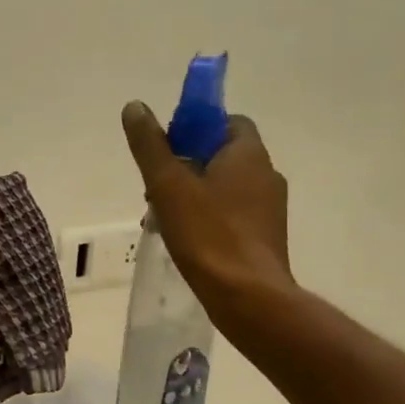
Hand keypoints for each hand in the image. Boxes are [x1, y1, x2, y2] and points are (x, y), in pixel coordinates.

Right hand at [122, 102, 295, 318]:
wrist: (247, 297)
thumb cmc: (208, 234)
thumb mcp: (168, 185)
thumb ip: (151, 145)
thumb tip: (135, 106)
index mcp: (249, 154)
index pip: (227, 121)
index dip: (195, 128)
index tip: (168, 148)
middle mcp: (266, 175)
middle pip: (221, 155)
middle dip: (186, 165)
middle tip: (155, 187)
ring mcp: (268, 209)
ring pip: (224, 187)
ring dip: (192, 194)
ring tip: (162, 217)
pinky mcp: (264, 237)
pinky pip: (231, 214)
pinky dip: (207, 217)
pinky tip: (183, 238)